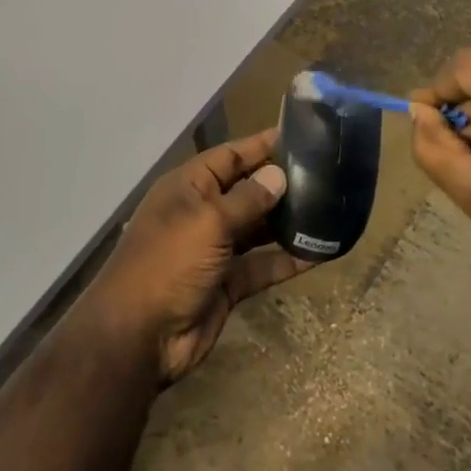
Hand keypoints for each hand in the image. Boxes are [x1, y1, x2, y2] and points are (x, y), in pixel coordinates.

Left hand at [83, 128, 309, 384]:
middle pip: (247, 190)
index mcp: (188, 187)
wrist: (140, 335)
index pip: (230, 156)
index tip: (300, 135)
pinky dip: (287, 260)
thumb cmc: (169, 262)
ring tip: (330, 208)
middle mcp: (202, 213)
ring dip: (288, 221)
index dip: (261, 145)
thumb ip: (247, 198)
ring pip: (258, 228)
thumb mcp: (208, 221)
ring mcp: (215, 250)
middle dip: (280, 183)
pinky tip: (321, 252)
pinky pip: (262, 265)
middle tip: (327, 174)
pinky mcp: (227, 283)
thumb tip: (278, 174)